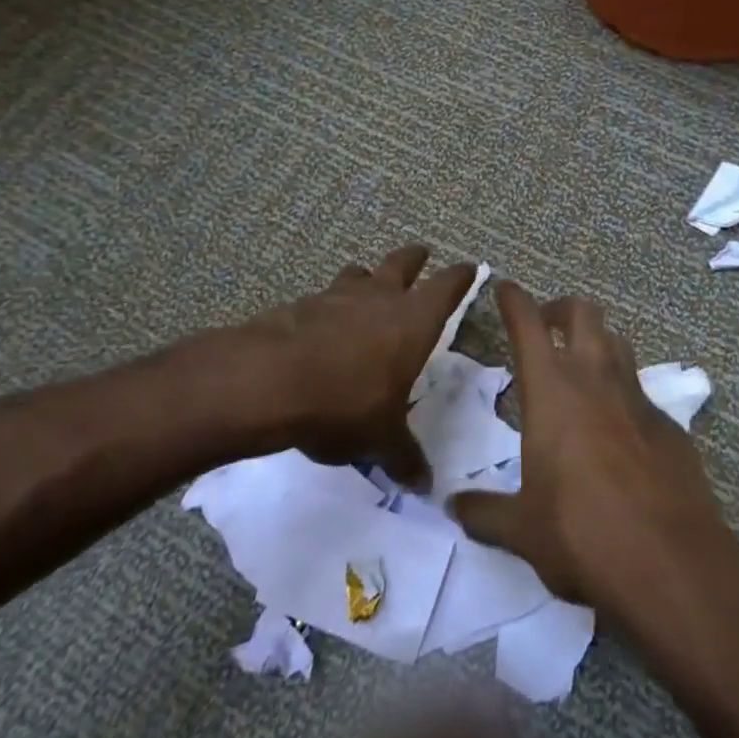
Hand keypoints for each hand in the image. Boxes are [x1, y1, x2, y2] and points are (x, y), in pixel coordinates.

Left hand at [245, 245, 476, 486]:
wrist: (270, 381)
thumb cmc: (345, 403)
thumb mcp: (381, 438)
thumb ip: (404, 457)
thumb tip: (425, 484)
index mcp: (413, 321)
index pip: (447, 287)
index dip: (460, 277)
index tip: (468, 268)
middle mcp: (379, 298)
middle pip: (403, 263)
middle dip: (414, 258)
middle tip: (421, 253)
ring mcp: (336, 296)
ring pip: (359, 273)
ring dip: (367, 277)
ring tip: (367, 284)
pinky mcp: (300, 306)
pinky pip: (323, 298)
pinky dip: (328, 306)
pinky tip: (322, 326)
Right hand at [449, 283, 727, 614]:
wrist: (671, 562)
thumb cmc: (582, 533)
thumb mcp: (522, 529)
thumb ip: (484, 512)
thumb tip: (452, 506)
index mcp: (552, 390)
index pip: (528, 323)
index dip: (514, 299)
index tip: (505, 287)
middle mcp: (596, 379)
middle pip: (583, 313)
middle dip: (560, 308)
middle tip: (545, 325)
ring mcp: (638, 398)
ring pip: (618, 342)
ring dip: (596, 342)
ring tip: (580, 367)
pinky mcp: (669, 425)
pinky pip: (641, 392)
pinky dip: (623, 394)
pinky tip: (617, 430)